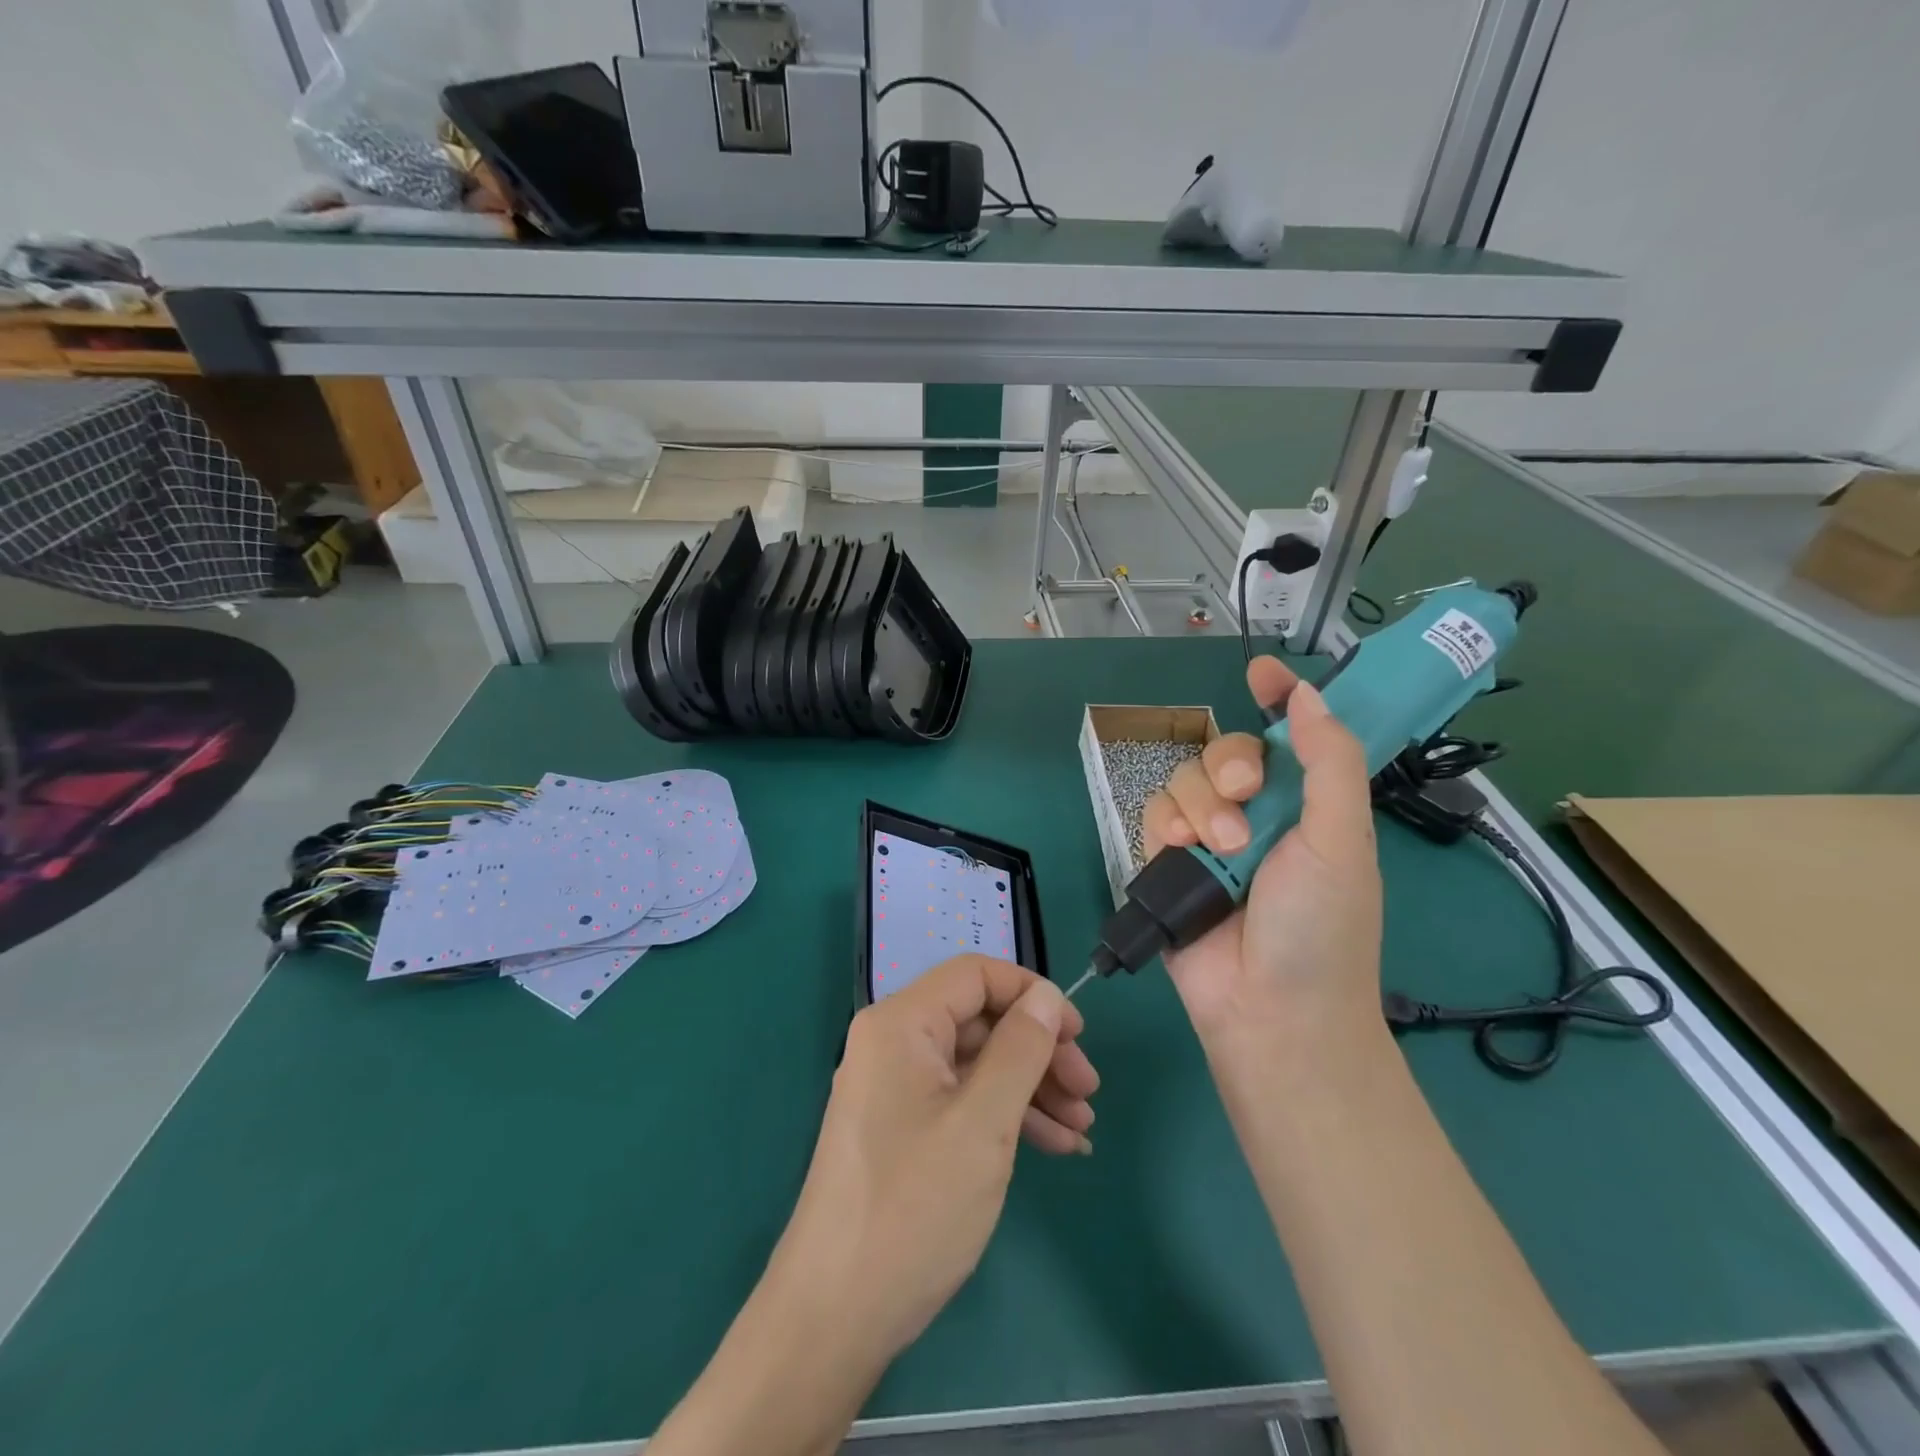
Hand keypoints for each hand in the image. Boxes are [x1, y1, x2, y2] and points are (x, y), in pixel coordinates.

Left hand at [767, 955, 1097, 1363]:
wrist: (835, 1315)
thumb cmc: (914, 1207)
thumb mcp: (983, 1123)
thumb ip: (1020, 1049)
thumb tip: (1046, 996)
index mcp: (901, 1023)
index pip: (975, 975)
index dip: (1031, 995)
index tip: (1078, 1035)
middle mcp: (893, 1043)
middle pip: (979, 1021)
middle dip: (1039, 1051)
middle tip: (1088, 1093)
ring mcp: (895, 1088)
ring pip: (976, 1064)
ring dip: (1031, 1087)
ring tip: (1082, 1128)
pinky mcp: (901, 1128)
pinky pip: (961, 1100)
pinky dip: (1006, 1116)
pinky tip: (1054, 1146)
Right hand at [1141, 657, 1382, 1044]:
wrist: (1270, 1013)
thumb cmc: (1321, 929)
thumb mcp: (1342, 841)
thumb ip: (1330, 763)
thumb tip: (1309, 695)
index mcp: (1308, 806)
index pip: (1293, 736)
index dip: (1279, 698)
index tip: (1261, 673)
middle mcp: (1257, 815)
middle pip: (1225, 751)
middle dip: (1228, 764)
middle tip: (1242, 796)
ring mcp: (1210, 840)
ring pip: (1185, 779)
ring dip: (1199, 805)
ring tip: (1217, 850)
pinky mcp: (1169, 863)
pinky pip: (1154, 814)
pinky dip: (1163, 825)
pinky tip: (1178, 848)